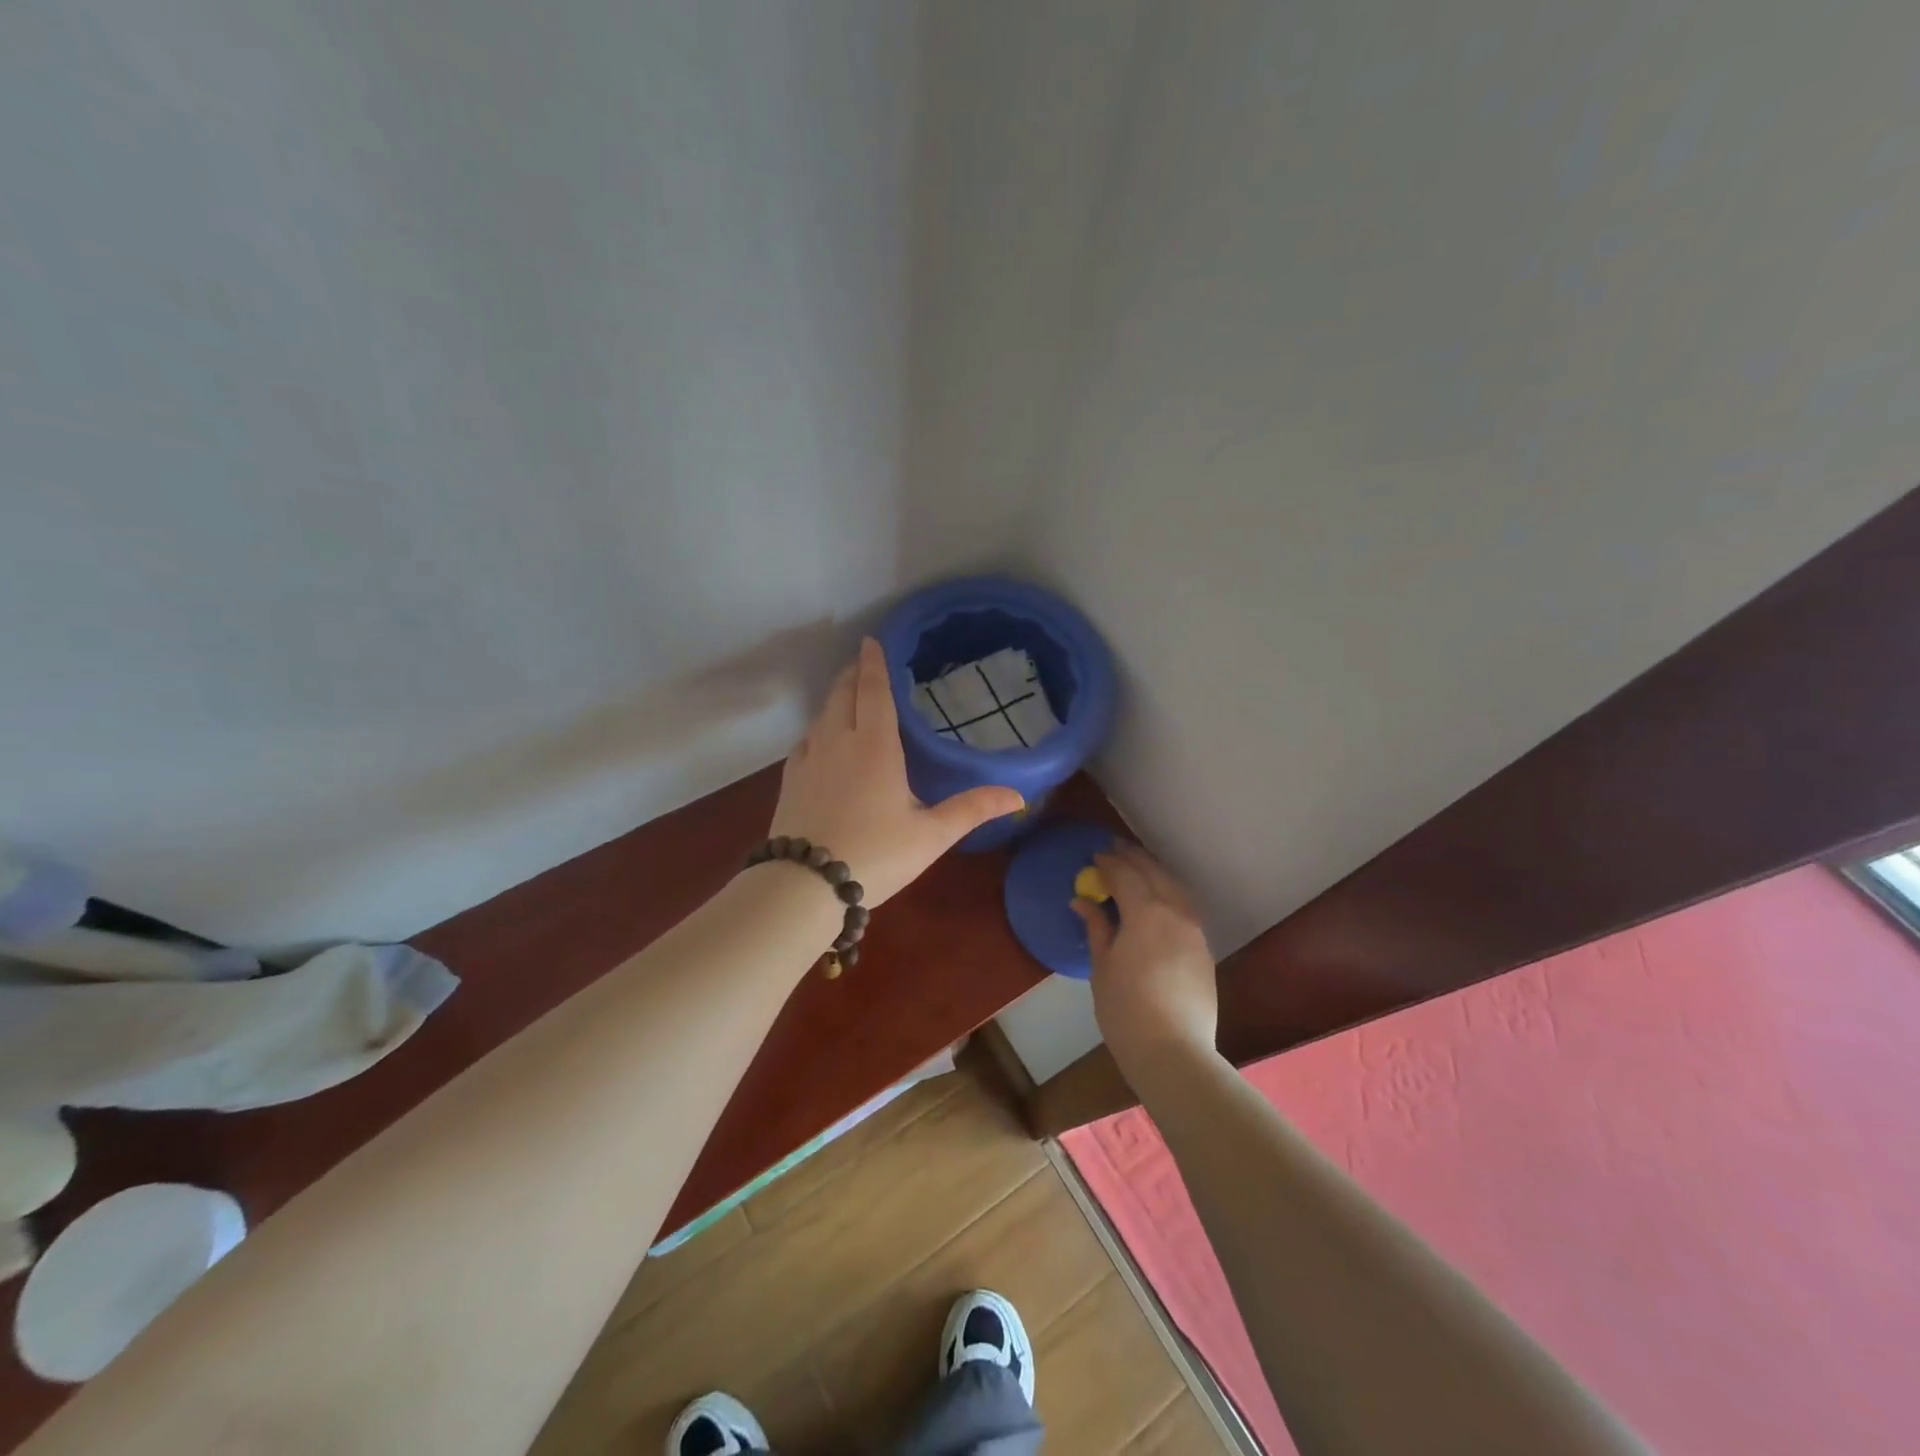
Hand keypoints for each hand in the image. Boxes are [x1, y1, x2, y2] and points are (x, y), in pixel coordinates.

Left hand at [769, 638, 1023, 905]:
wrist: (804, 886)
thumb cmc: (875, 855)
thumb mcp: (931, 835)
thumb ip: (972, 809)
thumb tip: (1019, 796)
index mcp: (875, 746)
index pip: (873, 690)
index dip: (874, 662)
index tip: (872, 640)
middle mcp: (838, 741)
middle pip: (842, 694)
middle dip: (853, 674)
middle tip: (864, 663)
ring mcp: (808, 759)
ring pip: (821, 715)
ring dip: (835, 698)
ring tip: (848, 696)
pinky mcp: (789, 781)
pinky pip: (805, 741)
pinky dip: (818, 728)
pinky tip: (822, 741)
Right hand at [1072, 844, 1217, 1070]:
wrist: (1174, 1051)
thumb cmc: (1126, 1009)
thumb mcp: (1102, 966)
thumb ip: (1096, 928)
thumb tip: (1082, 902)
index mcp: (1146, 912)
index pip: (1126, 875)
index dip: (1109, 862)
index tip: (1095, 856)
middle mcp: (1175, 912)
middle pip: (1155, 873)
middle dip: (1134, 858)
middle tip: (1115, 848)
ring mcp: (1195, 931)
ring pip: (1175, 887)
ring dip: (1155, 872)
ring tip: (1138, 867)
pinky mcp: (1204, 950)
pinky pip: (1185, 907)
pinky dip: (1169, 893)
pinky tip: (1158, 900)